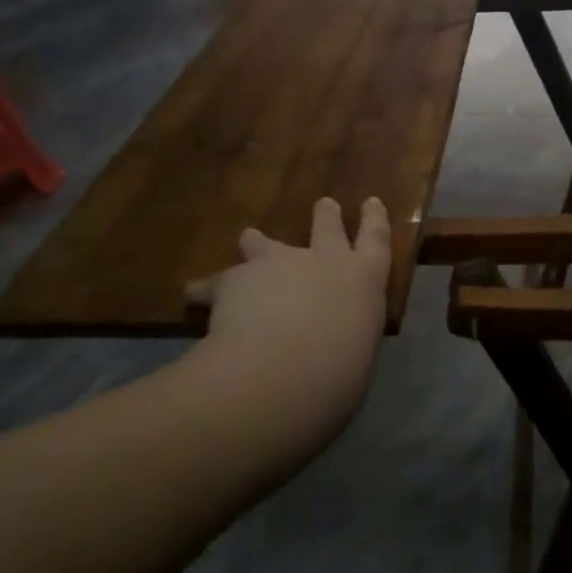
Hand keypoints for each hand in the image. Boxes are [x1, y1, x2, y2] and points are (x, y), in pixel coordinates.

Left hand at [180, 197, 391, 471]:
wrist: (287, 368)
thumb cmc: (341, 370)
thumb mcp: (358, 352)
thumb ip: (347, 336)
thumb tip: (335, 343)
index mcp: (365, 278)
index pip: (377, 239)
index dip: (373, 219)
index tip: (371, 202)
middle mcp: (326, 260)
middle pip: (327, 228)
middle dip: (325, 216)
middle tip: (324, 203)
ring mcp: (281, 263)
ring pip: (266, 244)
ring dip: (258, 241)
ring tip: (249, 236)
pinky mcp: (238, 277)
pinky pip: (219, 282)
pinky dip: (209, 290)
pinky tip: (195, 296)